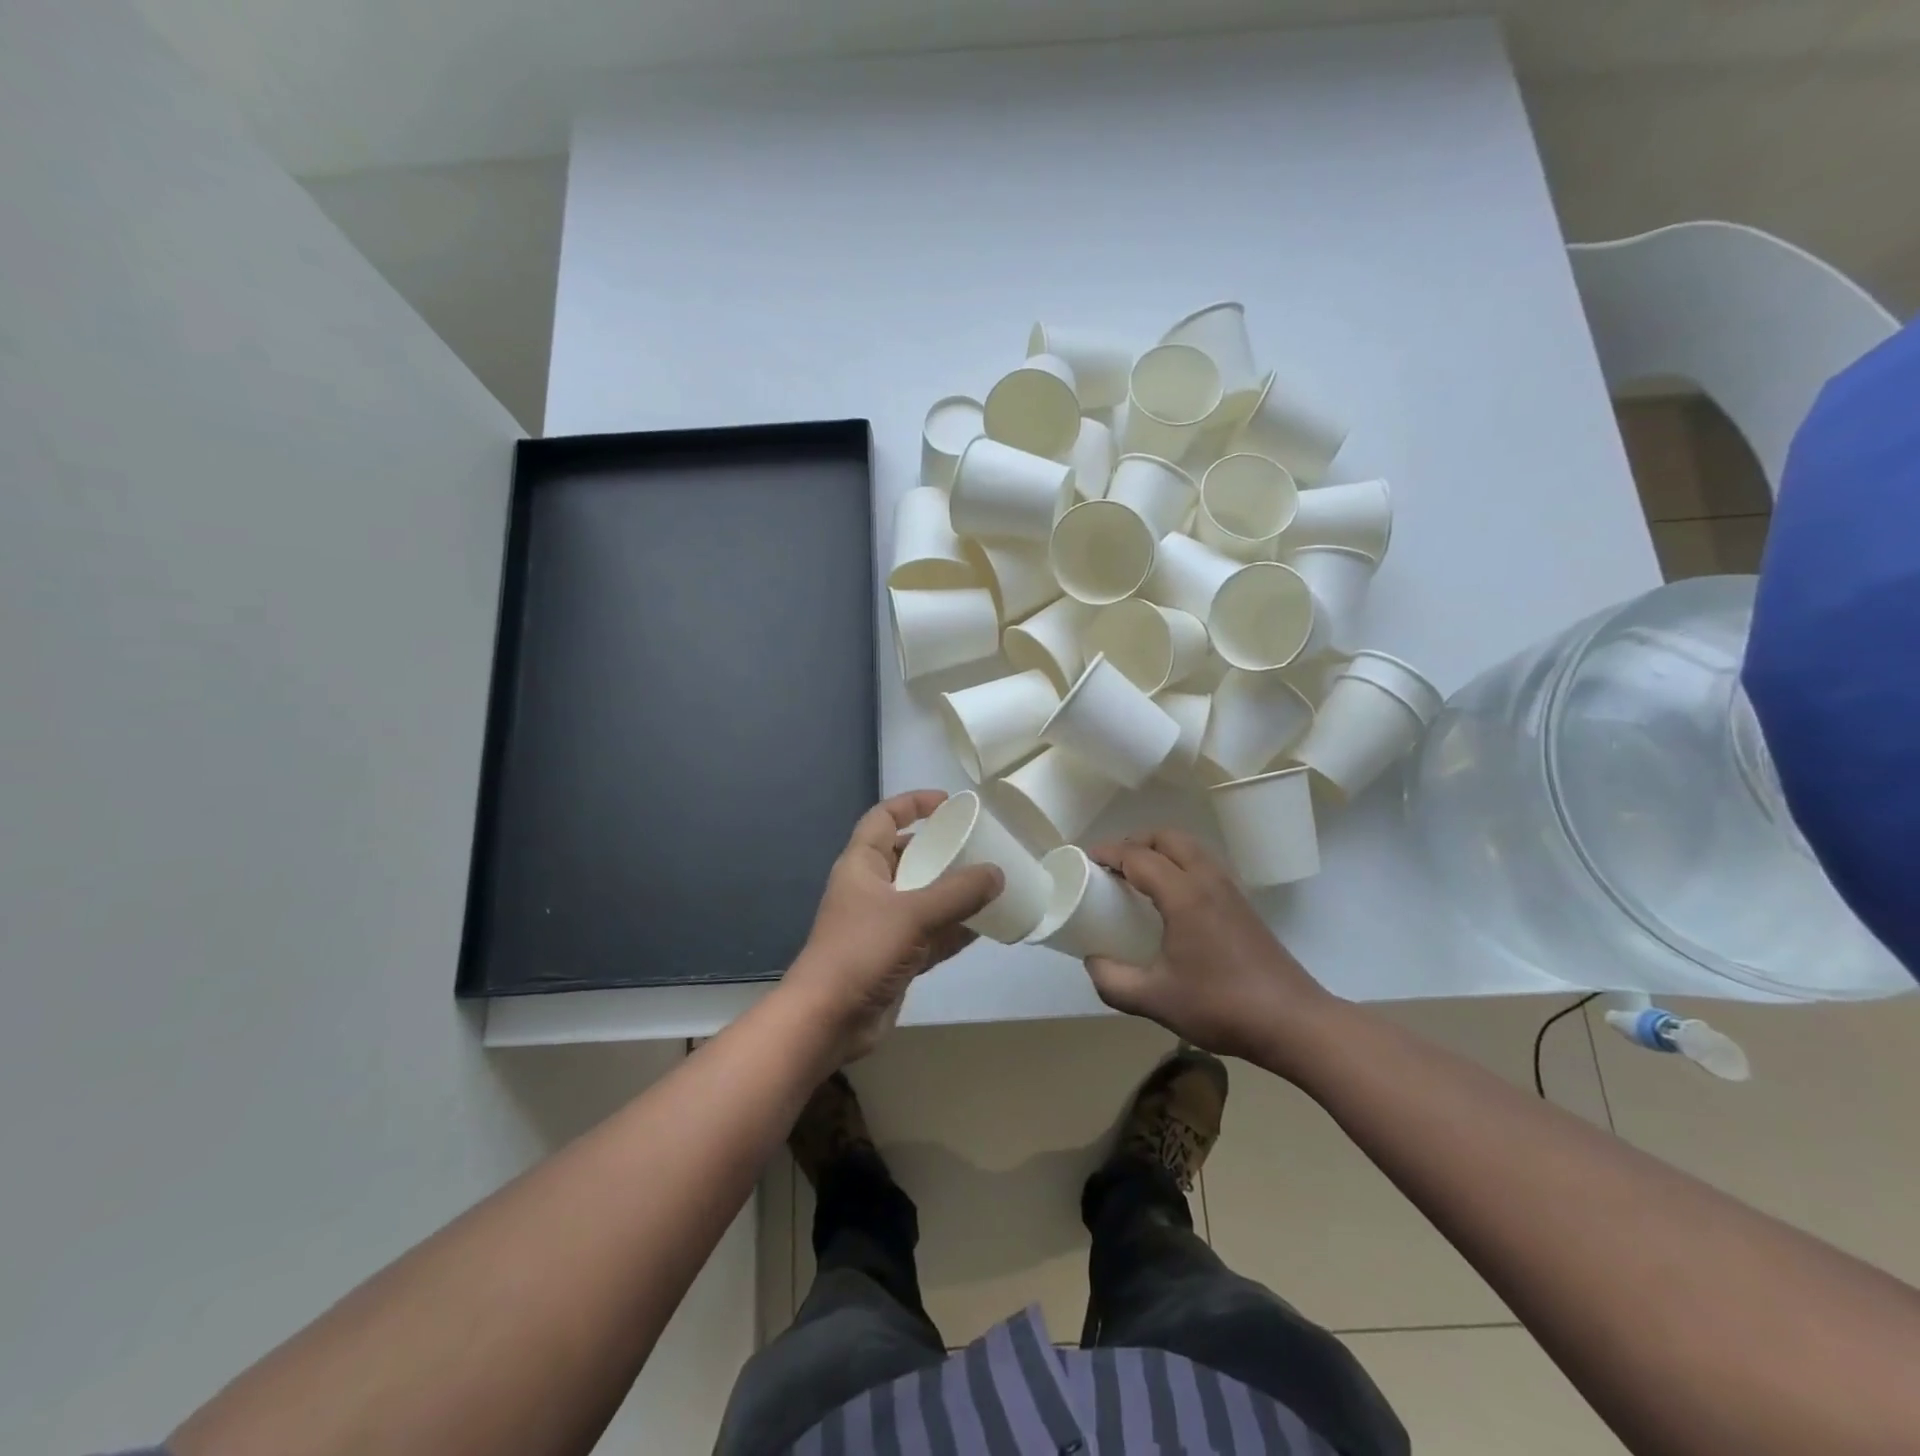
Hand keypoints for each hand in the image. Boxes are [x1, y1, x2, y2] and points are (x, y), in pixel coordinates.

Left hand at [783, 790, 1002, 1063]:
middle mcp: (871, 889)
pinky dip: (955, 929)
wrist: (828, 1020)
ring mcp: (883, 925)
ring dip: (953, 892)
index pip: (884, 817)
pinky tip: (986, 927)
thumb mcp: (913, 913)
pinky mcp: (895, 957)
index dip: (913, 804)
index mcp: (862, 864)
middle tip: (980, 847)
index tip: (950, 803)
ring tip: (992, 884)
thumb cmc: (862, 951)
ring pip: (924, 897)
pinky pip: (931, 934)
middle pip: (909, 856)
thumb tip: (997, 873)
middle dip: (942, 850)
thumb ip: (958, 893)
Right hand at [1086, 829, 1336, 1065]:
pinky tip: (1170, 899)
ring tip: (1137, 877)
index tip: (1085, 861)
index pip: (1138, 856)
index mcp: (1184, 894)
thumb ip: (1113, 980)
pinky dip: (1179, 864)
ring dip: (1160, 850)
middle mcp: (1207, 880)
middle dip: (1135, 842)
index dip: (1108, 853)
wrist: (1292, 1022)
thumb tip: (1092, 961)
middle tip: (1112, 866)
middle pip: (1167, 837)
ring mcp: (1230, 889)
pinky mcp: (1243, 904)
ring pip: (1190, 847)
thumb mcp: (1155, 999)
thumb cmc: (1220, 1005)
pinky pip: (1203, 864)